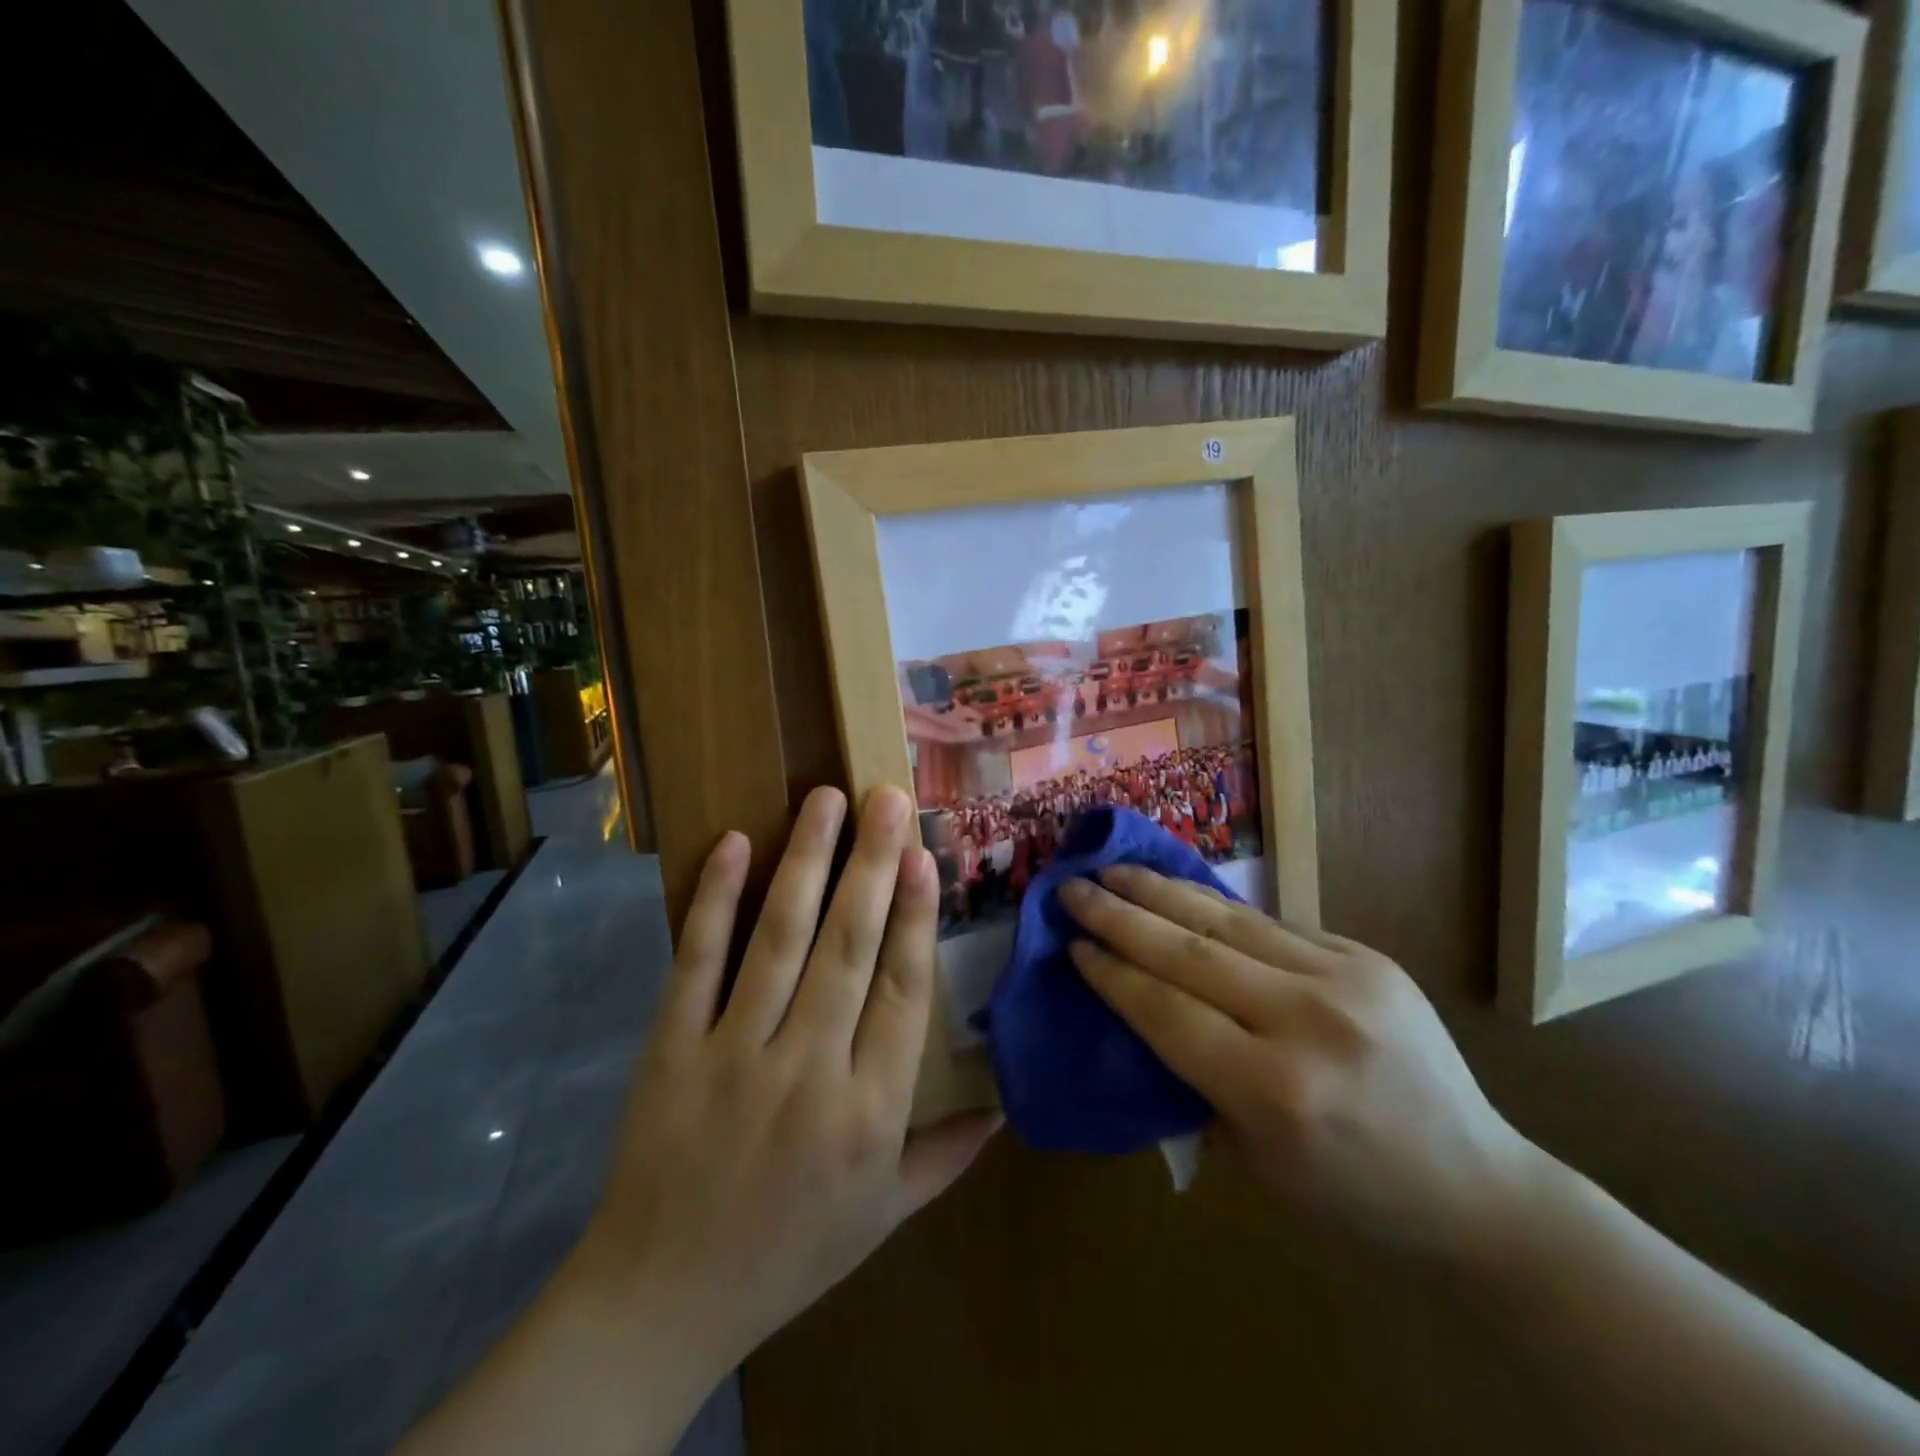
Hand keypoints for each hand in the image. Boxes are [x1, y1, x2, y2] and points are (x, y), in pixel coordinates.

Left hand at [576, 785, 999, 1372]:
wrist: (662, 1299)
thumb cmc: (790, 1252)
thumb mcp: (884, 1216)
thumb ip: (947, 1153)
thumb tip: (1007, 1106)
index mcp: (869, 1112)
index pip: (902, 993)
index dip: (914, 917)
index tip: (924, 855)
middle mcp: (807, 1071)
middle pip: (848, 948)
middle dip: (871, 865)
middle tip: (886, 797)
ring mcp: (733, 1055)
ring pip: (779, 940)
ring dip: (806, 863)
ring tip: (827, 800)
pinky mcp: (670, 1049)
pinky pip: (696, 963)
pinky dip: (716, 900)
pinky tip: (735, 844)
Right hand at [1058, 867, 1539, 1257]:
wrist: (1478, 1191)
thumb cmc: (1350, 1199)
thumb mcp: (1254, 1160)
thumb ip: (1193, 1077)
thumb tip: (1138, 1004)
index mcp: (1273, 1090)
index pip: (1166, 1010)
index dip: (1111, 973)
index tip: (1072, 944)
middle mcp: (1307, 1020)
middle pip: (1188, 951)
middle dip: (1121, 916)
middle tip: (1074, 887)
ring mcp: (1345, 977)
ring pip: (1228, 921)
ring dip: (1162, 892)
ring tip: (1115, 870)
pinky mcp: (1367, 955)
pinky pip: (1272, 924)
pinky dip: (1217, 908)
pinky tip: (1181, 890)